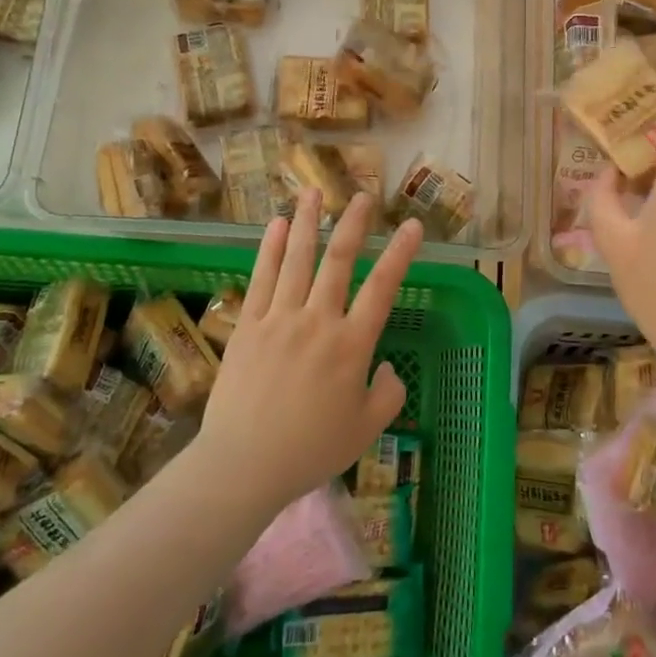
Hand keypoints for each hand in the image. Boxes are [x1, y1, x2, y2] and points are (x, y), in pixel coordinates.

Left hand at [196, 190, 420, 511]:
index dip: (400, 253)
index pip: (383, 288)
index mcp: (352, 344)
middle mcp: (318, 320)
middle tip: (362, 196)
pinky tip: (275, 225)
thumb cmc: (311, 450)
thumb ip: (388, 394)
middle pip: (338, 261)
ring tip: (313, 192)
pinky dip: (268, 249)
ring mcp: (279, 319)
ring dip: (307, 223)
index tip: (411, 225)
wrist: (244, 464)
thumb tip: (386, 366)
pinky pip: (261, 279)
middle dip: (353, 224)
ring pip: (297, 260)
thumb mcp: (366, 429)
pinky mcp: (248, 326)